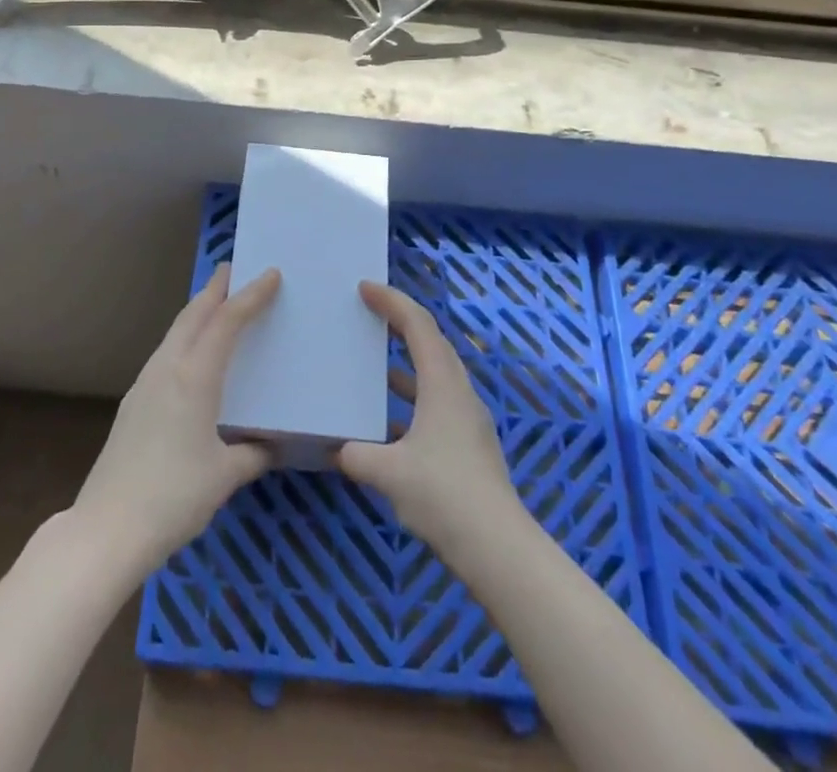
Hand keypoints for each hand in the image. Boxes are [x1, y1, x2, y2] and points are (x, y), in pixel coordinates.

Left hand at [72, 263, 279, 576]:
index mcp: (194, 377)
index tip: (271, 273)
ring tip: (216, 304)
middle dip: (215, 289)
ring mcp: (144, 383)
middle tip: (234, 271)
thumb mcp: (225, 476)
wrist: (107, 528)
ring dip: (197, 312)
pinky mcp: (133, 402)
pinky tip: (191, 355)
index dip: (250, 295)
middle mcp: (167, 368)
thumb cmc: (174, 497)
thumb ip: (253, 454)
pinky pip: (165, 353)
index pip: (227, 321)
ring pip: (175, 332)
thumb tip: (272, 445)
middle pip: (193, 315)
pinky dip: (184, 337)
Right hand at [336, 282, 521, 557]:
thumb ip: (357, 456)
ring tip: (373, 363)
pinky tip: (386, 423)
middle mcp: (459, 392)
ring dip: (405, 363)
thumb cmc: (444, 496)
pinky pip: (436, 402)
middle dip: (400, 323)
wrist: (499, 549)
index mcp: (443, 384)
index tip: (364, 288)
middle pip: (431, 342)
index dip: (391, 301)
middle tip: (369, 313)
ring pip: (434, 374)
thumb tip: (337, 450)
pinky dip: (411, 398)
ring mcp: (467, 420)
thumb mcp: (389, 473)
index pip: (418, 325)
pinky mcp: (469, 445)